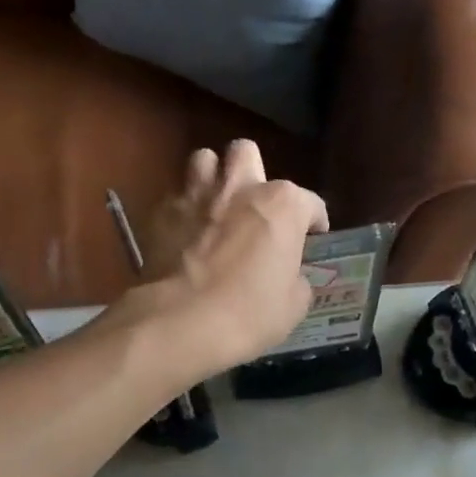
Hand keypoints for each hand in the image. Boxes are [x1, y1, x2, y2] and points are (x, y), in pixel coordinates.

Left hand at [125, 140, 327, 375]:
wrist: (182, 322)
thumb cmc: (249, 313)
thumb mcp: (293, 305)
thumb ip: (296, 279)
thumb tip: (289, 276)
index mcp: (283, 205)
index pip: (310, 202)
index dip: (314, 221)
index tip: (312, 238)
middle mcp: (240, 187)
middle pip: (247, 154)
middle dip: (253, 173)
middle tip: (255, 205)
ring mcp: (196, 194)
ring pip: (204, 160)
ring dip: (212, 178)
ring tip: (216, 206)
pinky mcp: (161, 212)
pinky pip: (175, 197)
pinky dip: (184, 211)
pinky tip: (185, 234)